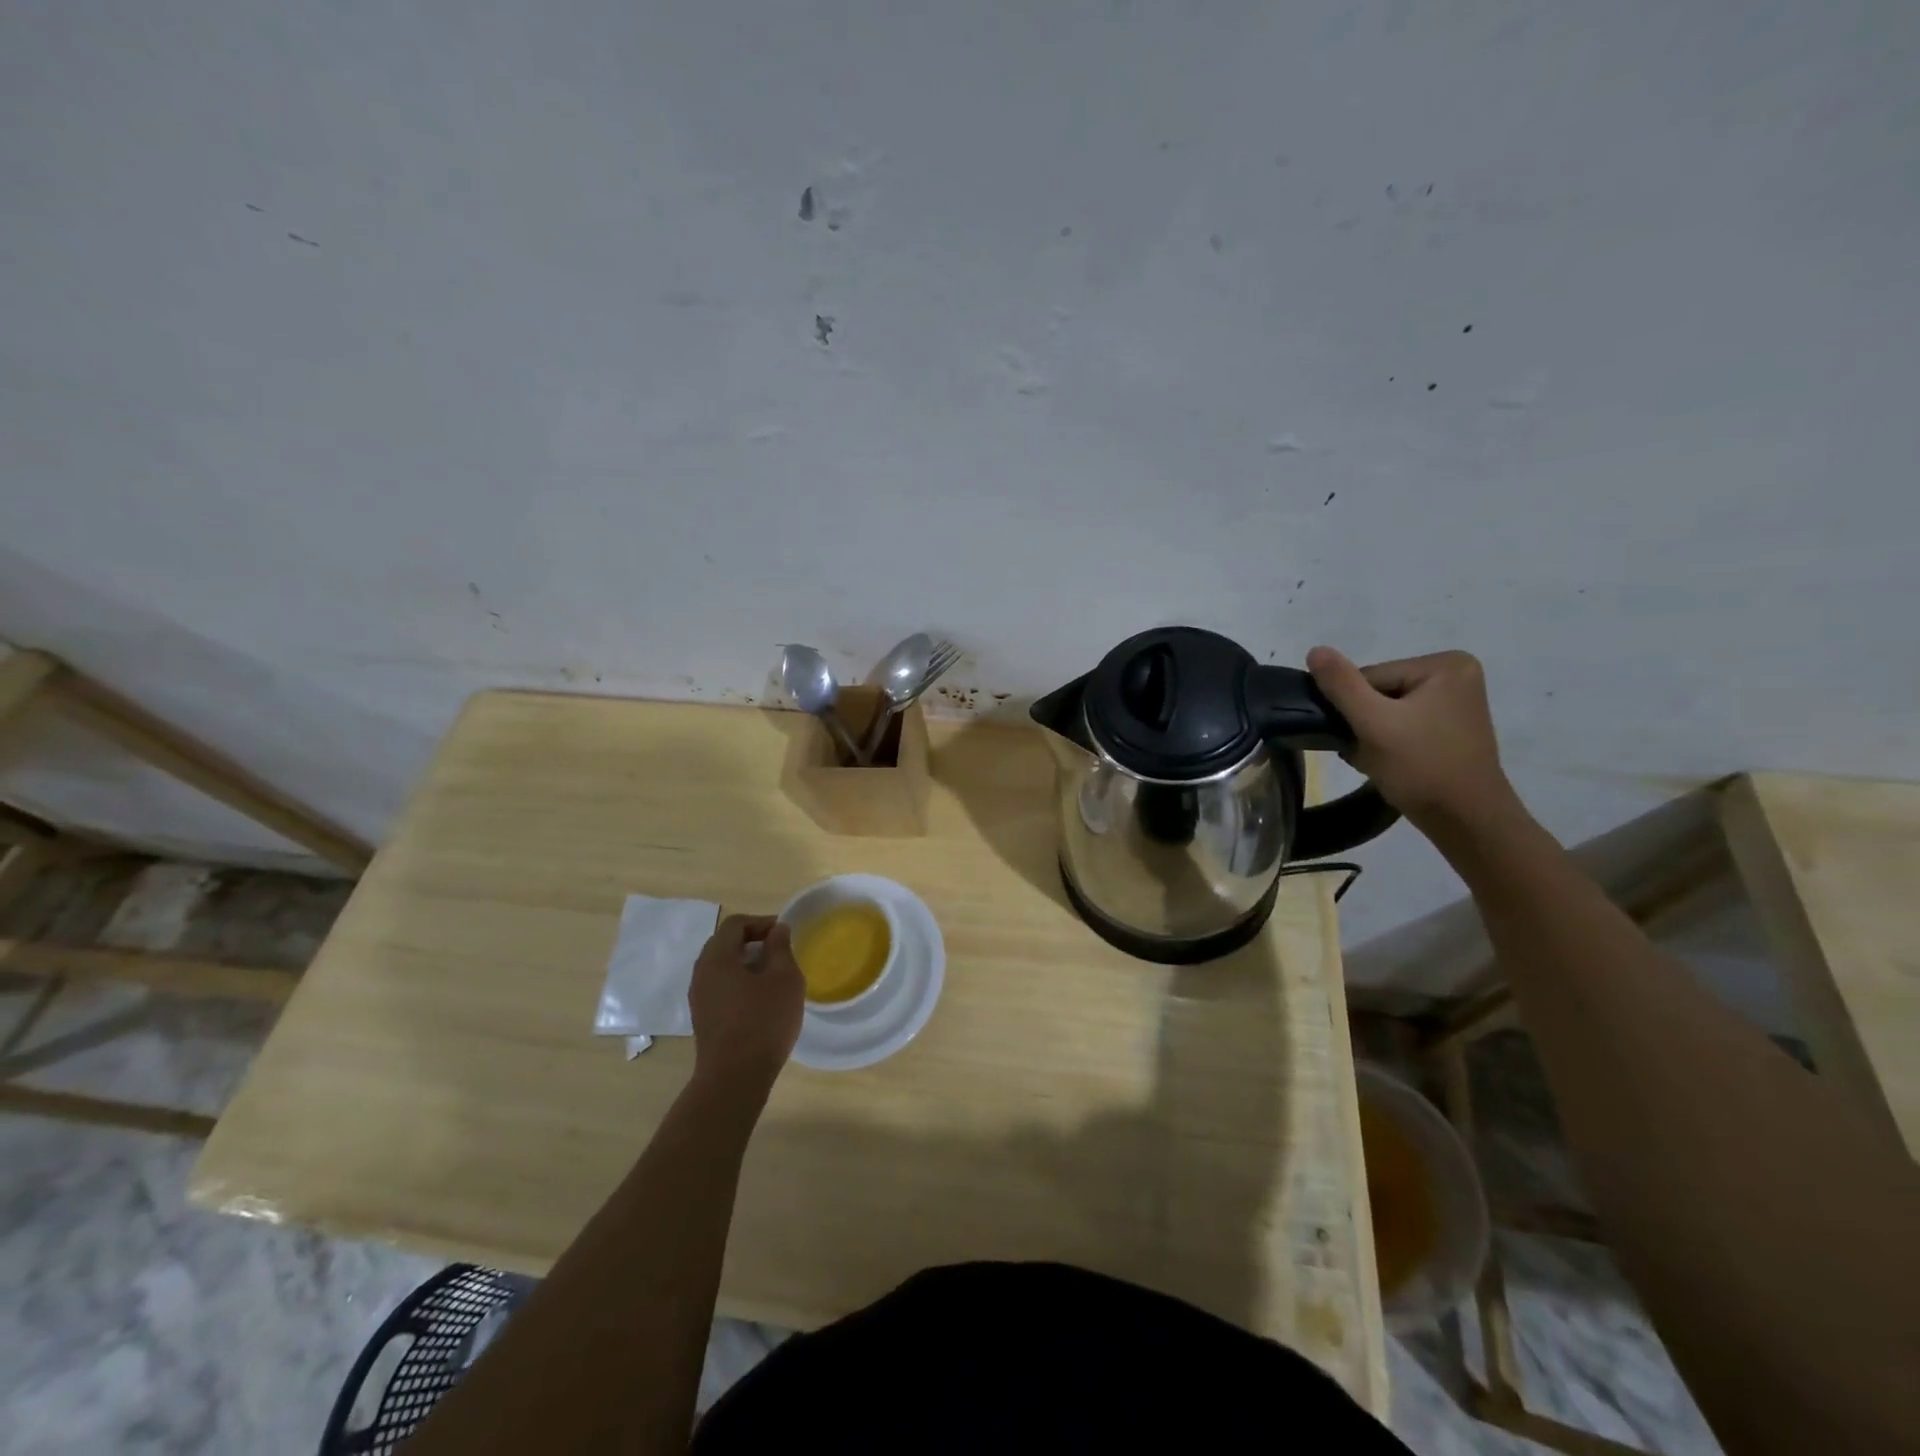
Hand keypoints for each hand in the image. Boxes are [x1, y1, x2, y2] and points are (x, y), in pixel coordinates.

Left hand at [688, 915, 804, 1096]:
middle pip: (724, 943)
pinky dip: (738, 982)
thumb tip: (777, 929)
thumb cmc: (763, 1021)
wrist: (734, 1078)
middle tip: (778, 950)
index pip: (735, 924)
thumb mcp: (784, 978)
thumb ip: (781, 948)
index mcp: (717, 958)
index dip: (760, 922)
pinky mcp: (703, 1018)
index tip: (783, 933)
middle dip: (752, 940)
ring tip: (772, 975)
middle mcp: (701, 973)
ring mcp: (699, 998)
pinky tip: (759, 999)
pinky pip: (719, 987)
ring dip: (745, 963)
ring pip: (721, 967)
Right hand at [1306, 646, 1520, 832]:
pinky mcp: (1450, 727)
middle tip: (1369, 754)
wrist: (1466, 822)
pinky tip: (1391, 763)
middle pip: (1378, 692)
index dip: (1355, 709)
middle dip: (1364, 724)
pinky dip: (1388, 743)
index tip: (1362, 738)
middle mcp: (1456, 675)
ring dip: (1371, 736)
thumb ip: (1341, 684)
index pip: (1370, 677)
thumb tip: (1316, 650)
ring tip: (1380, 761)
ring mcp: (1455, 703)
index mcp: (1445, 664)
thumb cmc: (1422, 768)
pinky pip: (1402, 725)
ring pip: (1386, 711)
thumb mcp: (1374, 723)